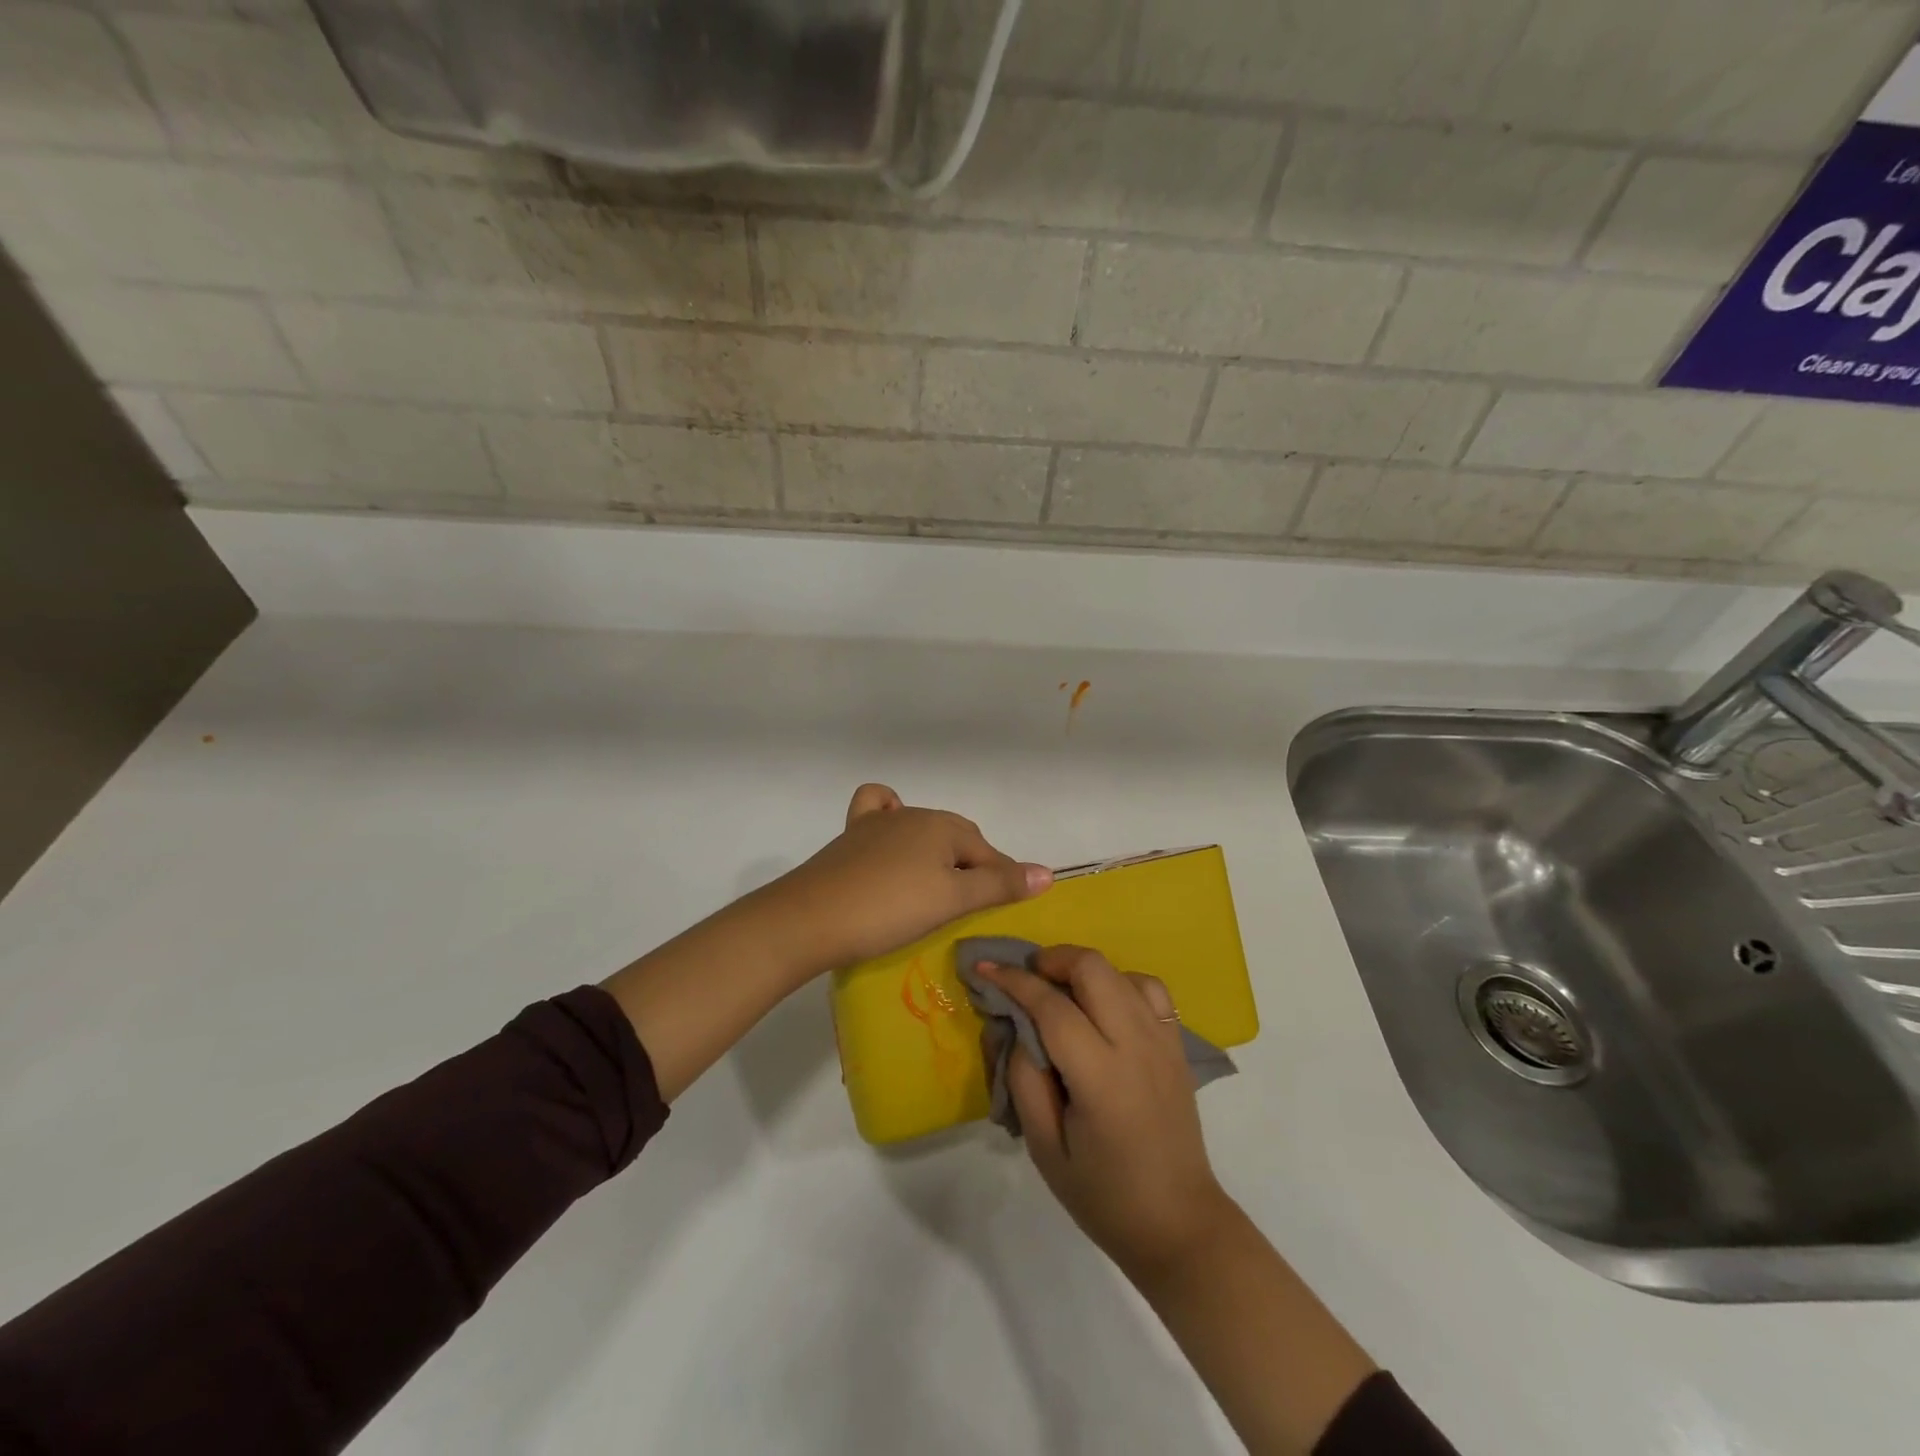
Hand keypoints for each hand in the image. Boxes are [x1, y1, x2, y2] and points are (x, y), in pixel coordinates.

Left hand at [755, 784, 1051, 976]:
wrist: (810, 918)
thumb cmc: (889, 910)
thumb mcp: (951, 901)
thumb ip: (999, 885)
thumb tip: (1047, 873)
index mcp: (942, 826)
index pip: (987, 853)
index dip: (1002, 880)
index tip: (1007, 909)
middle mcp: (913, 815)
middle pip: (957, 840)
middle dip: (972, 867)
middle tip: (973, 907)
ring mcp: (877, 823)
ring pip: (922, 831)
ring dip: (938, 854)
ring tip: (938, 887)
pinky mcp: (850, 837)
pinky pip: (878, 814)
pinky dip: (892, 821)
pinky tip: (892, 842)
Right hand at [977, 946, 1232, 1278]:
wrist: (1179, 1225)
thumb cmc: (1104, 1195)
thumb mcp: (1045, 1149)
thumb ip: (1025, 1080)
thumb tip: (1018, 1028)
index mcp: (1100, 1076)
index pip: (1052, 1006)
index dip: (1014, 981)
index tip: (985, 968)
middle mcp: (1136, 1045)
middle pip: (1092, 968)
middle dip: (1052, 960)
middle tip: (1026, 978)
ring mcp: (1163, 1041)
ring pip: (1121, 971)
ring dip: (1084, 970)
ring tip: (1061, 991)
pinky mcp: (1177, 1045)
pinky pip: (1149, 990)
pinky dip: (1120, 982)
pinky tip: (1103, 1006)